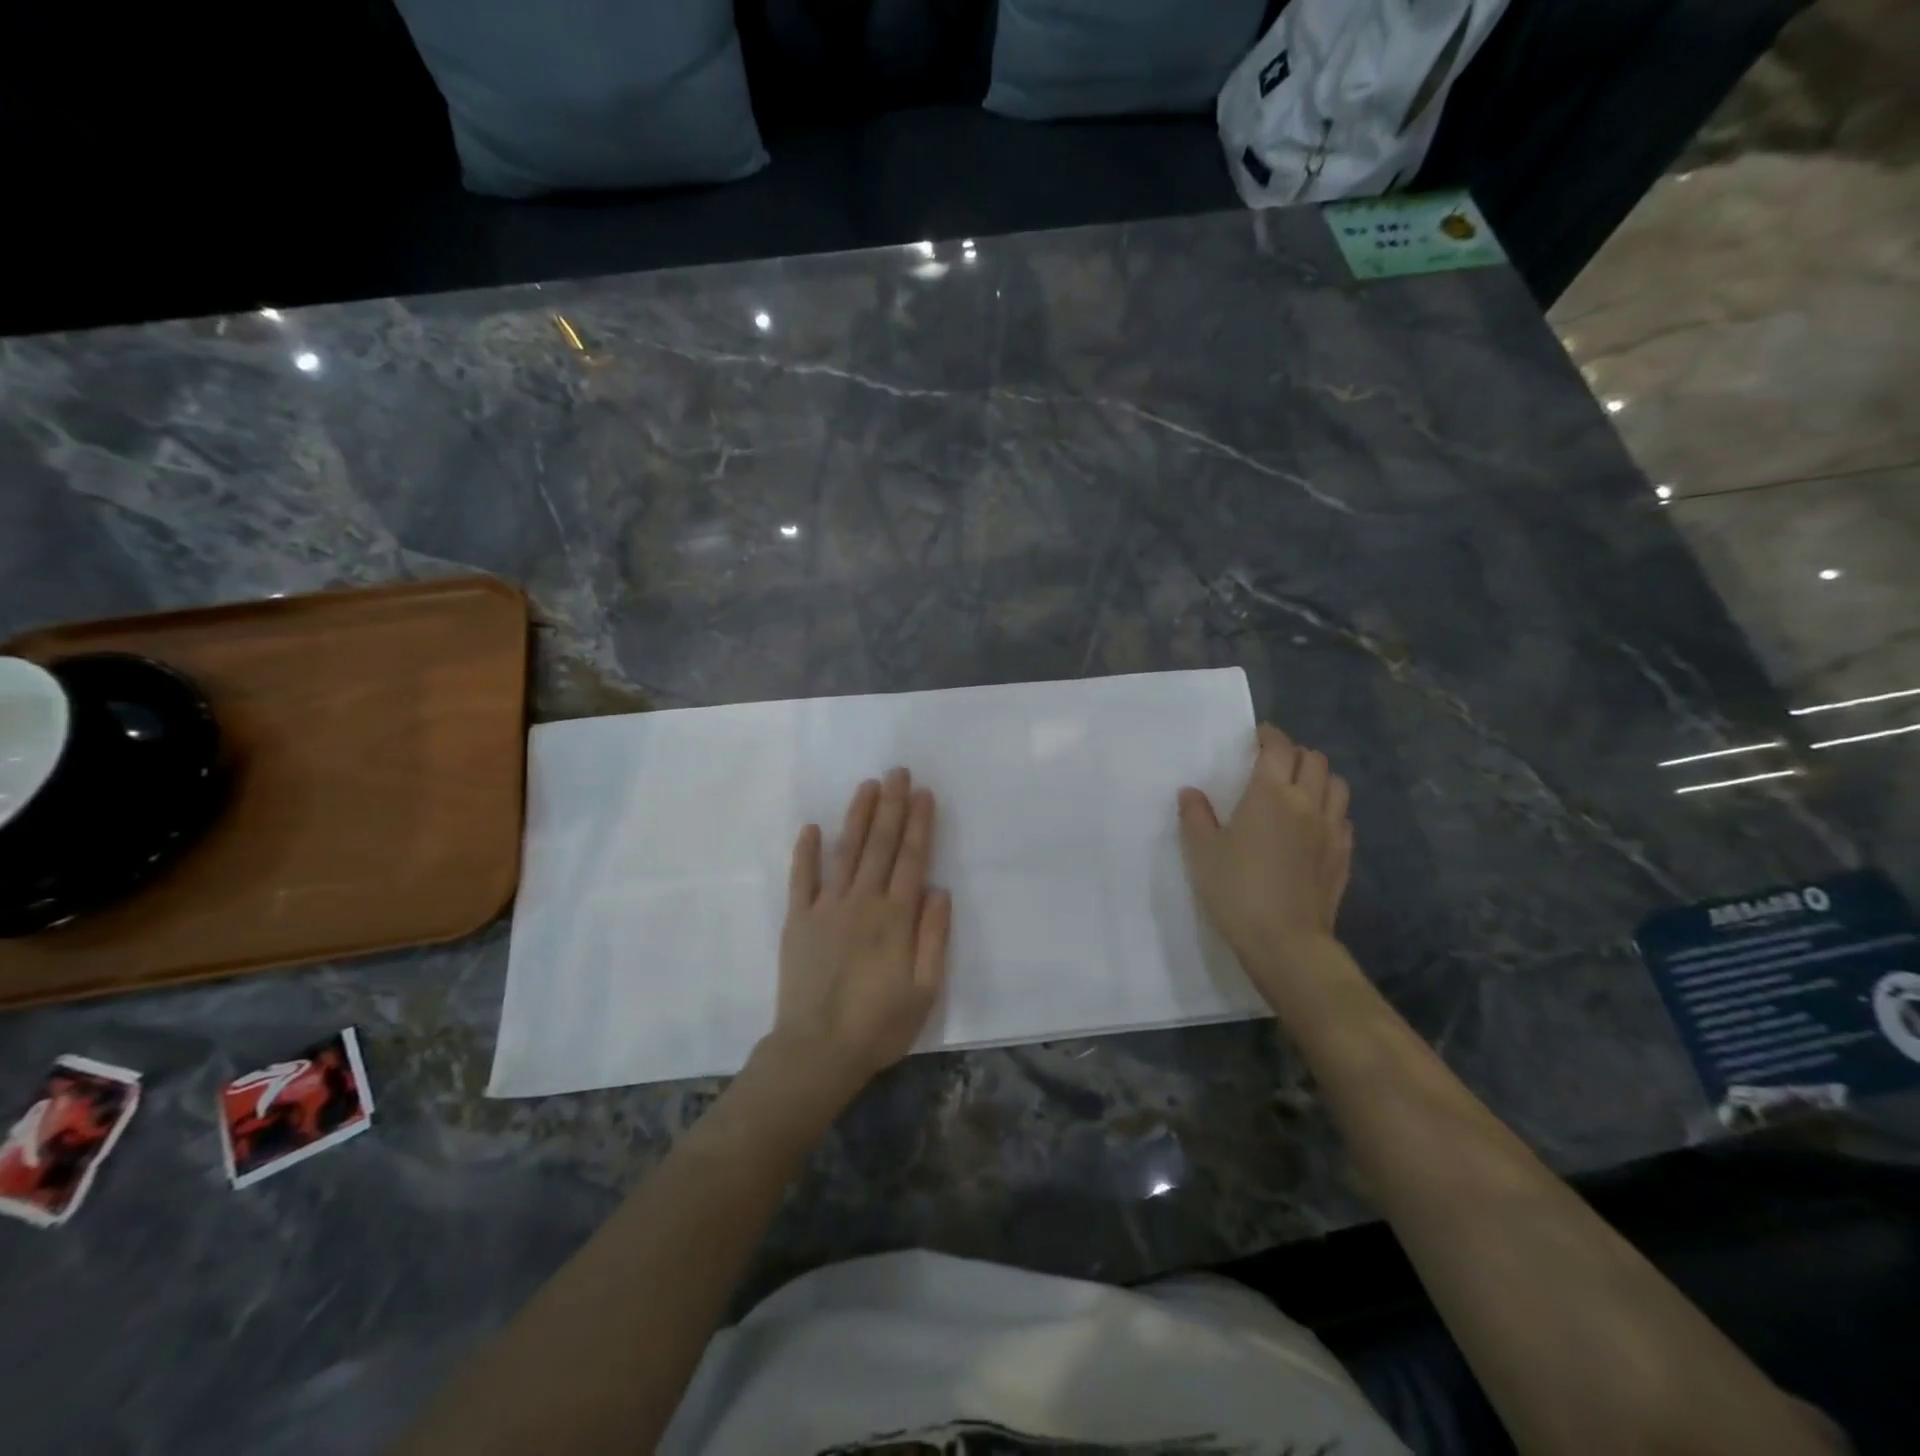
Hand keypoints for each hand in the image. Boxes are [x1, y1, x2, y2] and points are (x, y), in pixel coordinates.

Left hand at [769, 767, 951, 1099]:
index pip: (911, 859)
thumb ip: (934, 937)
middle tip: (898, 772)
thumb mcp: (924, 990)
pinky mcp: (798, 920)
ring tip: (868, 786)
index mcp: (895, 918)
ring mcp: (826, 908)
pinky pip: (802, 878)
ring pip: (846, 851)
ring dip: (858, 817)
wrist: (816, 1051)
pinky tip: (812, 827)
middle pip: (880, 845)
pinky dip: (807, 852)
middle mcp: (862, 902)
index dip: (919, 823)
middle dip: (892, 806)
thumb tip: (939, 890)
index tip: (924, 793)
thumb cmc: (878, 1025)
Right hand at [1177, 724, 1353, 986]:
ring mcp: (1330, 830)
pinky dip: (1330, 809)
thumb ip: (1195, 817)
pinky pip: (1343, 817)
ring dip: (1318, 777)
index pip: (1278, 748)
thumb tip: (1191, 792)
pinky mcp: (1343, 855)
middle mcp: (1306, 803)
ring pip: (1336, 785)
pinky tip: (1314, 824)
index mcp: (1270, 794)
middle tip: (1274, 762)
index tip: (1258, 735)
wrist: (1285, 941)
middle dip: (1294, 753)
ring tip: (1299, 787)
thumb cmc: (1236, 890)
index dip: (1269, 735)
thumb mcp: (1202, 852)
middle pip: (1313, 760)